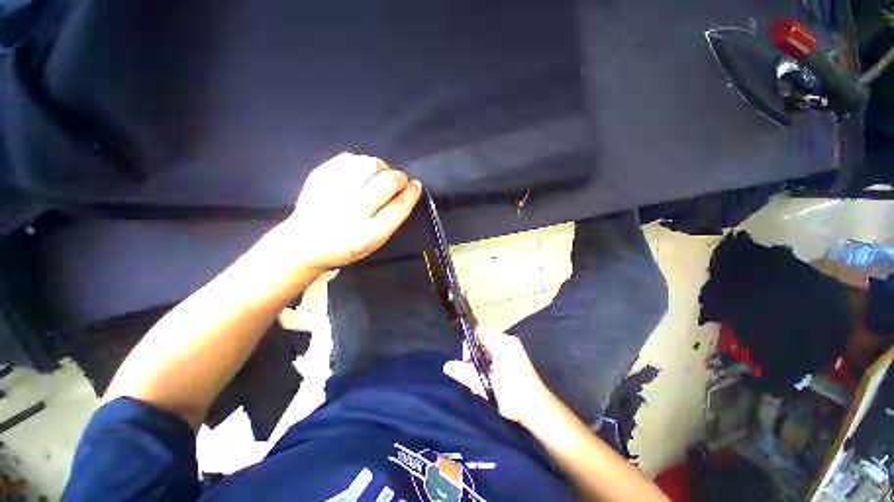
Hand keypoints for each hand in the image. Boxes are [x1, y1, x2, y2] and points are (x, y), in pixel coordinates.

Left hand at [280, 152, 421, 270]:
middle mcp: (351, 212)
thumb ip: (393, 218)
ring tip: (377, 176)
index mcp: (368, 235)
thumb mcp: (375, 242)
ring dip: (381, 168)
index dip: (412, 192)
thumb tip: (410, 188)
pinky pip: (350, 158)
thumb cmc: (346, 245)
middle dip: (399, 177)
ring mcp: (333, 192)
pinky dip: (360, 163)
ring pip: (370, 164)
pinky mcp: (319, 177)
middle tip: (397, 180)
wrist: (304, 243)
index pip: (399, 206)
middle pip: (388, 182)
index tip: (416, 185)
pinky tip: (358, 173)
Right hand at [443, 325, 553, 425]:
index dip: (469, 343)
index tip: (467, 363)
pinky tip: (487, 382)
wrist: (540, 411)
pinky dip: (488, 366)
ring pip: (487, 349)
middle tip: (472, 377)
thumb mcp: (487, 384)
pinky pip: (494, 355)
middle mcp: (508, 341)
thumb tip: (447, 365)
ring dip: (480, 363)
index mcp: (503, 342)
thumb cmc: (514, 395)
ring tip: (479, 383)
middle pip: (482, 340)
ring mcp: (512, 349)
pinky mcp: (514, 358)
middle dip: (473, 357)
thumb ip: (466, 373)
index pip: (478, 330)